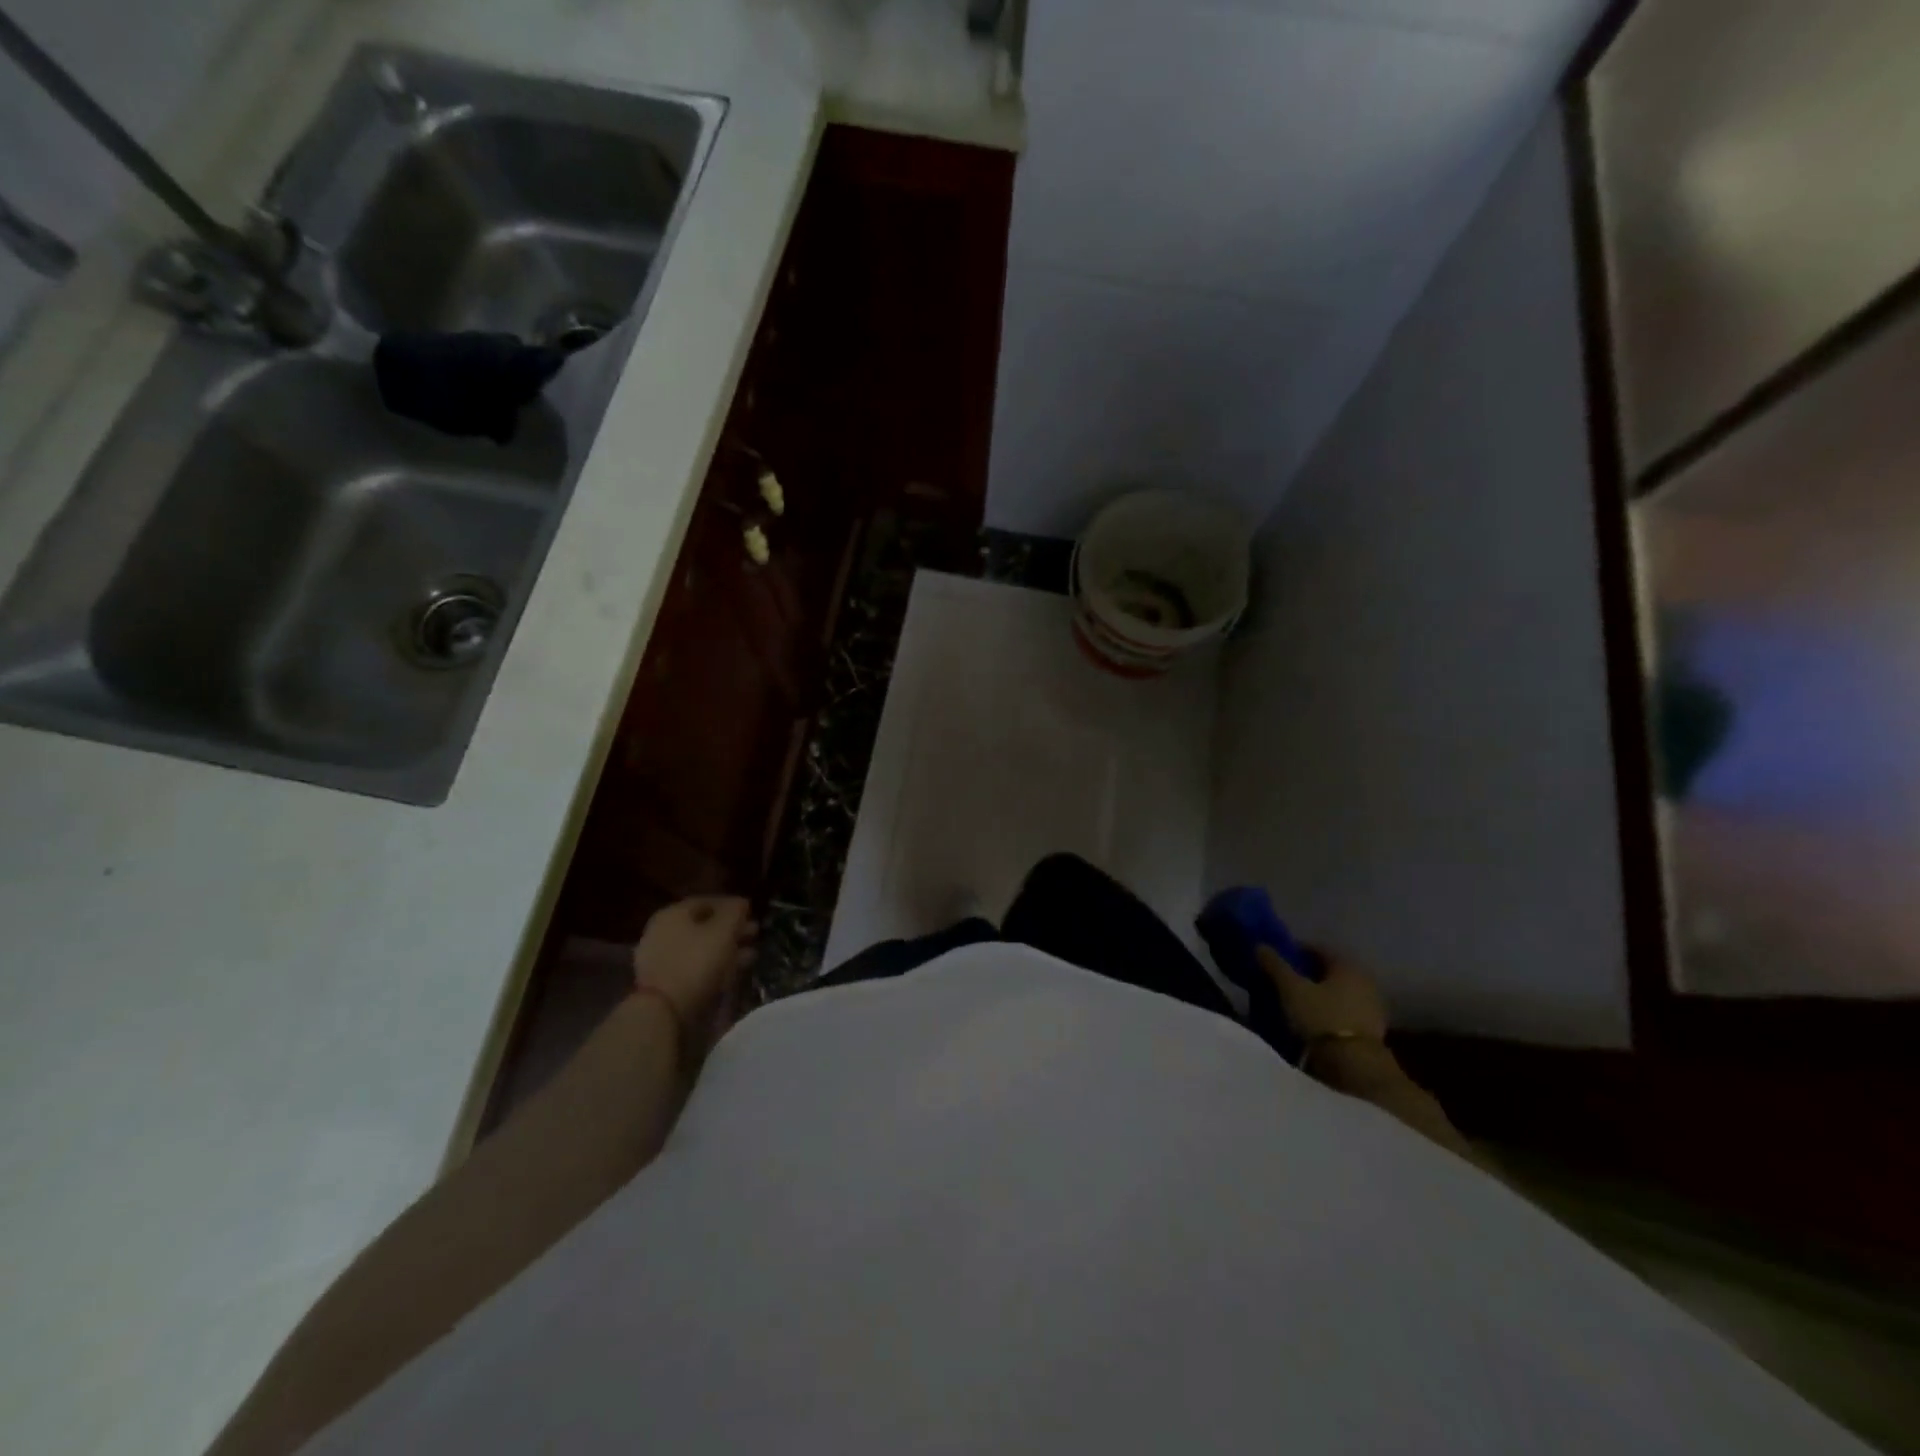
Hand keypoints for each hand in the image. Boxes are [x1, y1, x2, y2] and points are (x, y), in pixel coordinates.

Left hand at [633, 897, 757, 1050]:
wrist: (663, 1012)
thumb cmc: (695, 962)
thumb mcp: (723, 931)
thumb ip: (735, 912)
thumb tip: (741, 903)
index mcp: (673, 913)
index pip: (707, 901)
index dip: (732, 905)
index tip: (752, 913)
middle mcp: (662, 931)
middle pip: (703, 925)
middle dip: (731, 929)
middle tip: (754, 934)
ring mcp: (660, 958)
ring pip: (700, 948)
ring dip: (726, 949)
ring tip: (750, 956)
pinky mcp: (663, 983)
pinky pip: (693, 967)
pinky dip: (713, 967)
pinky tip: (731, 973)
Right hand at [1257, 945, 1387, 1042]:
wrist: (1355, 1064)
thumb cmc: (1321, 1017)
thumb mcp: (1291, 989)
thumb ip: (1276, 966)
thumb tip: (1261, 945)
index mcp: (1347, 965)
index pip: (1319, 949)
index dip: (1297, 951)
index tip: (1279, 959)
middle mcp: (1365, 980)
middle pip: (1331, 971)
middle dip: (1309, 973)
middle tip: (1286, 980)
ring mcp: (1372, 1005)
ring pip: (1339, 991)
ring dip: (1321, 993)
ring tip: (1297, 1001)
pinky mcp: (1373, 1029)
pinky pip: (1346, 1010)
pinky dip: (1330, 1010)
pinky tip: (1315, 1019)